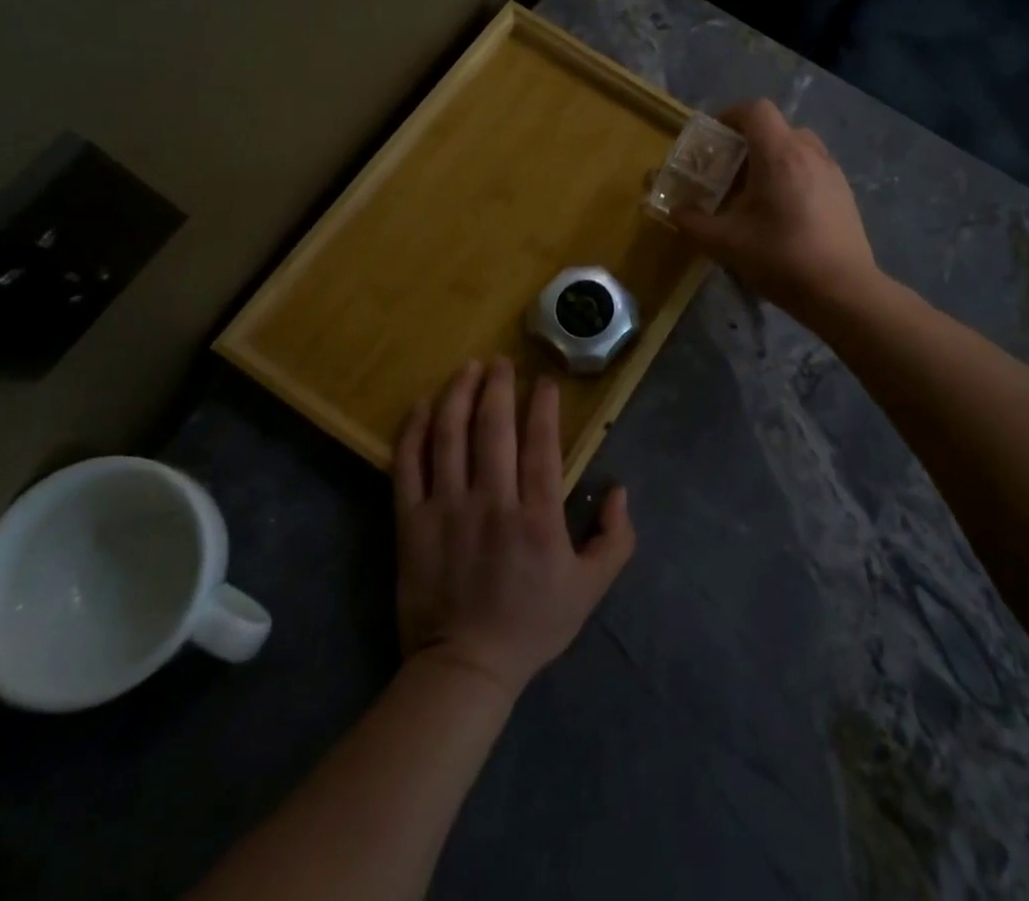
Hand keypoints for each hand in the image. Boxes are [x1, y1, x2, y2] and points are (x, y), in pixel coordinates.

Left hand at [393, 358, 635, 698]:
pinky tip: (423, 404)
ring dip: (459, 395)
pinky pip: (409, 466)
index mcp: (537, 516)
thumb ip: (615, 538)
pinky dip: (415, 430)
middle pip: (493, 428)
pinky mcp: (411, 522)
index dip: (543, 406)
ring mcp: (447, 509)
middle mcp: (492, 501)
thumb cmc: (531, 624)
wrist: (464, 668)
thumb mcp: (591, 588)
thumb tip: (619, 489)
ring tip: (468, 368)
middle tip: (501, 361)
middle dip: (499, 386)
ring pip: (451, 436)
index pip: (540, 443)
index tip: (544, 380)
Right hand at [673, 100, 877, 312]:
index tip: (714, 140)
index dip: (730, 116)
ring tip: (756, 195)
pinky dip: (793, 177)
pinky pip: (812, 169)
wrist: (842, 291)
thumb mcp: (724, 243)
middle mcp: (809, 152)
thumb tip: (676, 211)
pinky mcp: (844, 193)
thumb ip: (692, 222)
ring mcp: (832, 171)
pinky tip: (783, 214)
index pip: (755, 110)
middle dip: (748, 143)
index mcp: (779, 154)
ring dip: (772, 160)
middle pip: (775, 128)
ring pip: (796, 148)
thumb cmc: (780, 258)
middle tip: (729, 174)